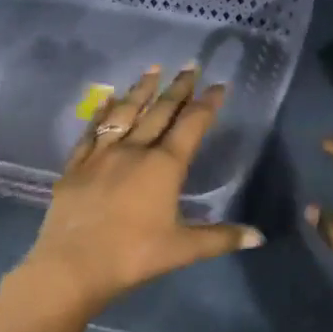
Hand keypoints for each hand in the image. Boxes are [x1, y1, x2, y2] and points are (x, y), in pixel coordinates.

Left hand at [7, 66, 263, 323]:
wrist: (73, 265)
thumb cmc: (134, 256)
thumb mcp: (184, 249)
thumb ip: (222, 238)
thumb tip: (259, 237)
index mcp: (164, 166)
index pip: (191, 125)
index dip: (207, 104)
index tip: (218, 86)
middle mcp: (134, 150)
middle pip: (160, 111)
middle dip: (178, 88)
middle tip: (190, 65)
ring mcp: (101, 155)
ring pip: (125, 113)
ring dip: (141, 90)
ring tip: (153, 69)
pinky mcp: (76, 165)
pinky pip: (92, 130)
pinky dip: (102, 111)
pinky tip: (107, 99)